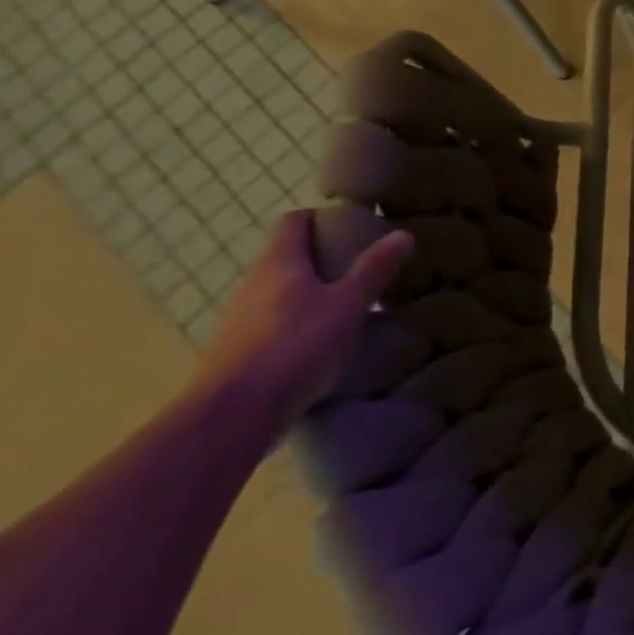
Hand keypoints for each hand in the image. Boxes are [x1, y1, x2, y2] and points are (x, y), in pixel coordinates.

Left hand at [189, 211, 413, 437]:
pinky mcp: (236, 353)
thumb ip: (374, 269)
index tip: (352, 227)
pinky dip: (297, 324)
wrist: (231, 417)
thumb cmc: (295, 346)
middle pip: (287, 257)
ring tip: (347, 307)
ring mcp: (239, 320)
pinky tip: (321, 345)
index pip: (294, 221)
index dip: (322, 218)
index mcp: (278, 263)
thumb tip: (402, 234)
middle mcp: (252, 284)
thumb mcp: (348, 305)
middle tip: (360, 268)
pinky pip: (272, 324)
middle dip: (322, 258)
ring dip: (310, 293)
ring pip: (279, 292)